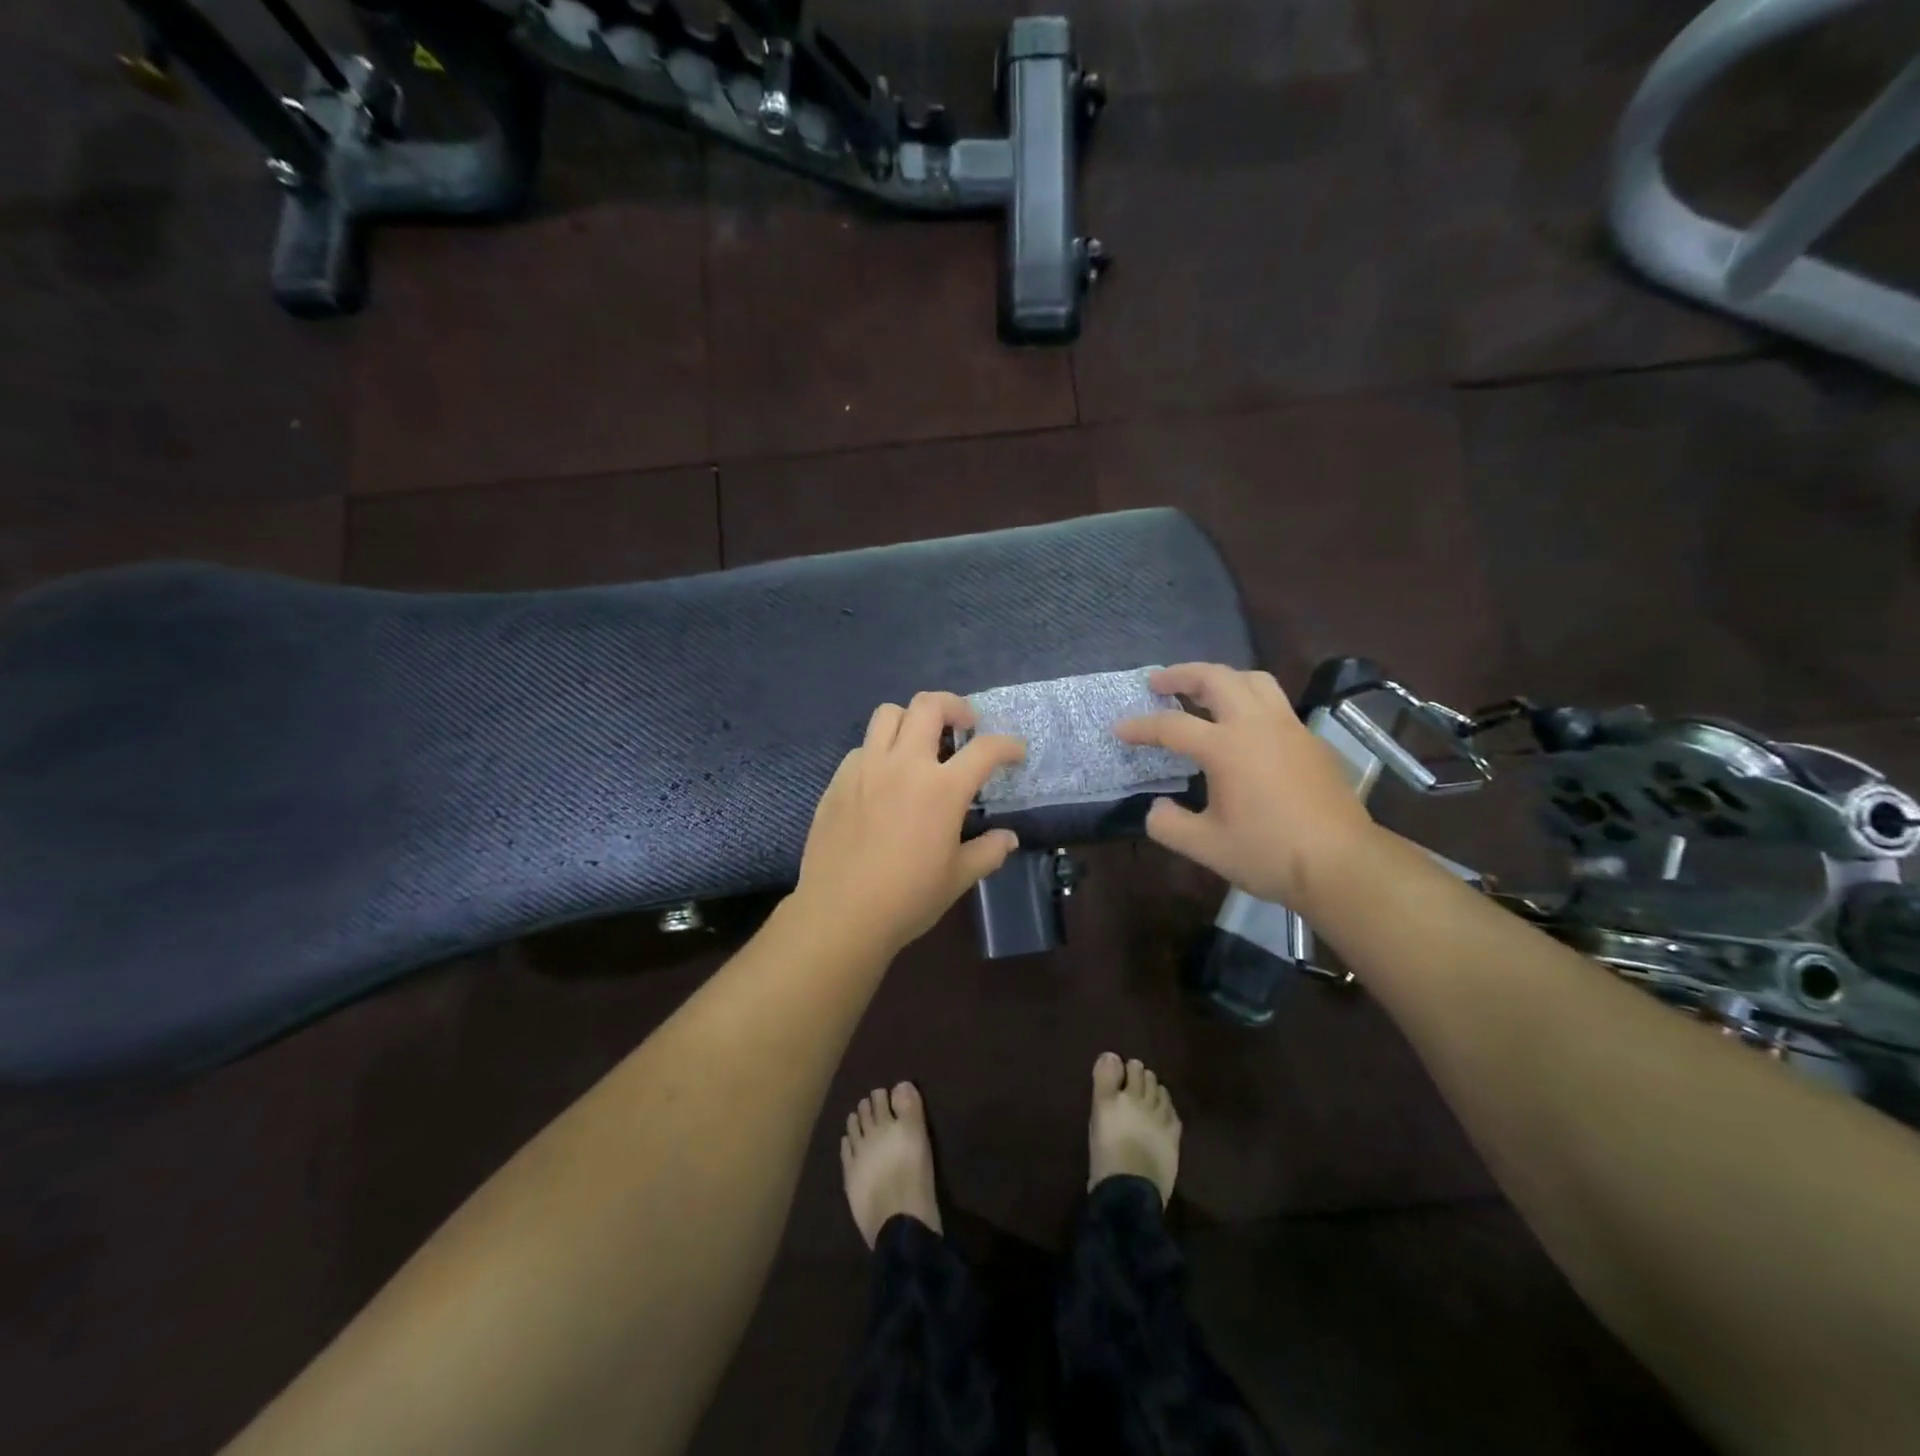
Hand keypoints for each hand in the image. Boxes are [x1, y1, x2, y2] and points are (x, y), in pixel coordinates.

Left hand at [793, 692, 1026, 956]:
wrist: (840, 914)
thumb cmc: (907, 898)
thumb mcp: (958, 878)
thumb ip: (987, 852)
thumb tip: (1008, 839)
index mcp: (942, 788)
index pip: (985, 750)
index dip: (1007, 745)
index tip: (1015, 752)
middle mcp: (904, 765)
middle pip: (929, 705)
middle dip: (954, 706)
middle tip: (964, 725)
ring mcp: (866, 768)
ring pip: (888, 713)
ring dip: (911, 719)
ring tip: (920, 742)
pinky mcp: (838, 781)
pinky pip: (862, 747)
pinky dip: (880, 751)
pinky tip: (884, 778)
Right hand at [1114, 663, 1377, 910]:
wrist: (1342, 864)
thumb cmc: (1268, 854)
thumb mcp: (1205, 846)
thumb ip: (1169, 824)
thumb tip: (1157, 808)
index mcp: (1226, 747)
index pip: (1172, 726)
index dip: (1141, 727)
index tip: (1120, 729)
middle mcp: (1257, 725)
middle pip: (1216, 678)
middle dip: (1181, 674)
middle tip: (1158, 682)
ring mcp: (1289, 728)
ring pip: (1253, 680)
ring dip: (1221, 678)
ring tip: (1201, 691)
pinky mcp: (1311, 741)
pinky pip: (1274, 704)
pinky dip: (1249, 700)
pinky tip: (1243, 728)